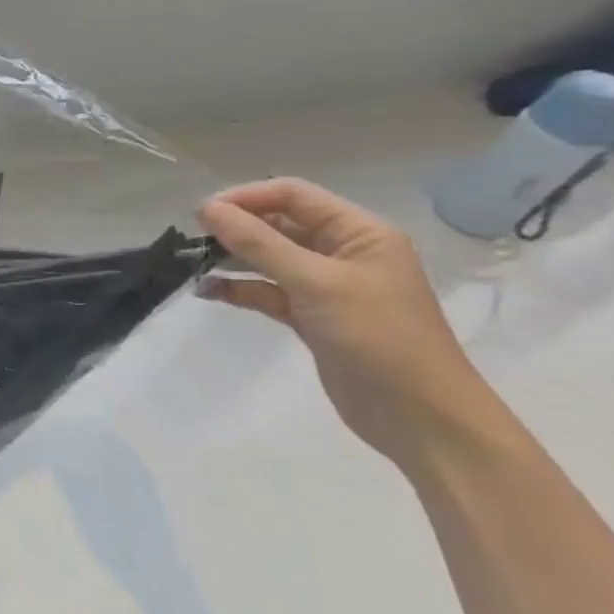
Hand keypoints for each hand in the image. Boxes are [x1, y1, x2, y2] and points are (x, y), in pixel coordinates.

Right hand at [197, 178, 498, 466]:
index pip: (294, 196)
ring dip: (233, 259)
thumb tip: (208, 209)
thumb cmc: (377, 337)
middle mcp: (343, 253)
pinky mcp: (312, 317)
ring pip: (270, 259)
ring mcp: (327, 286)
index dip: (247, 198)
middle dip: (236, 228)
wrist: (420, 417)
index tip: (203, 214)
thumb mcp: (315, 283)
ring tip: (194, 264)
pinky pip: (268, 291)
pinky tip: (208, 292)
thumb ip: (259, 244)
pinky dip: (239, 289)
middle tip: (194, 239)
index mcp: (359, 233)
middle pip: (279, 224)